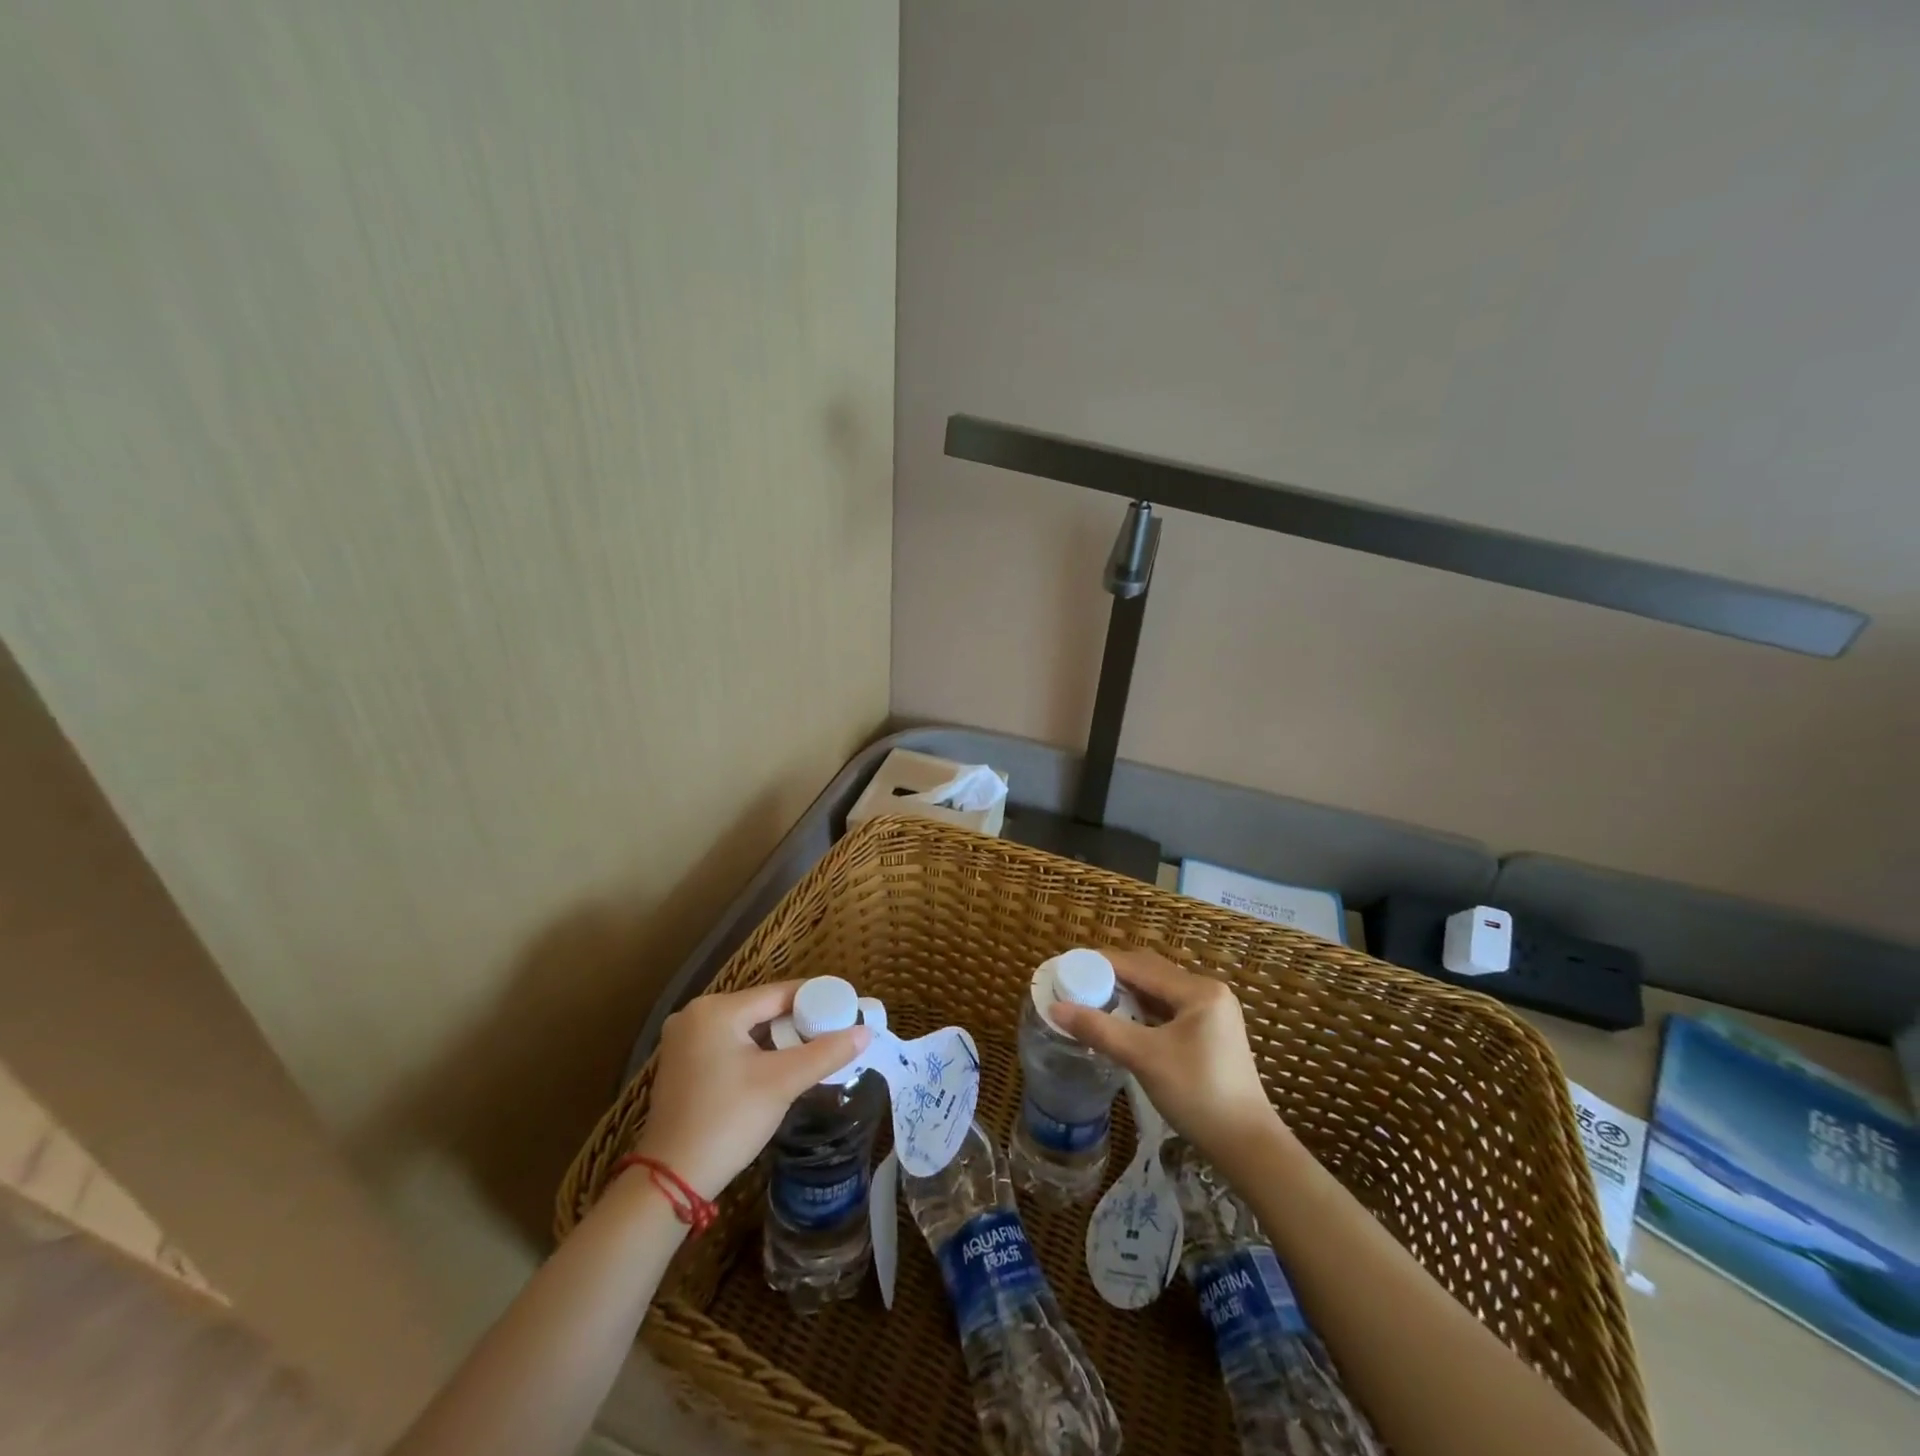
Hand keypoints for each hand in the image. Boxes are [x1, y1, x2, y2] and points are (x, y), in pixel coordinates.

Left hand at [631, 981, 870, 1199]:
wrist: (670, 1181)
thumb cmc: (727, 1121)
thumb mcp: (782, 1083)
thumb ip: (825, 1053)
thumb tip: (865, 1032)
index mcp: (716, 1009)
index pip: (779, 993)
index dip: (817, 999)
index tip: (846, 1008)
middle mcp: (695, 1015)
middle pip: (762, 1008)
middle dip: (799, 1021)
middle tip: (834, 1032)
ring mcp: (684, 1040)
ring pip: (746, 1028)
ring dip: (778, 1038)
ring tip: (814, 1049)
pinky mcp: (681, 1064)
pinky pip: (729, 1044)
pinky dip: (756, 1051)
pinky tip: (778, 1066)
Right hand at [1053, 949, 1279, 1163]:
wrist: (1247, 1146)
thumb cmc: (1198, 1094)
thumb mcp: (1144, 1058)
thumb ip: (1100, 1029)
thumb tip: (1056, 1009)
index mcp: (1198, 990)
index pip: (1140, 966)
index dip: (1102, 963)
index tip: (1069, 966)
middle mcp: (1208, 992)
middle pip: (1151, 973)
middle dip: (1113, 976)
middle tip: (1078, 982)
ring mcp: (1212, 1013)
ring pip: (1159, 992)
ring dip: (1128, 993)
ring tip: (1093, 998)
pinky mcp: (1211, 1033)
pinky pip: (1169, 1009)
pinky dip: (1143, 1010)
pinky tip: (1123, 1020)